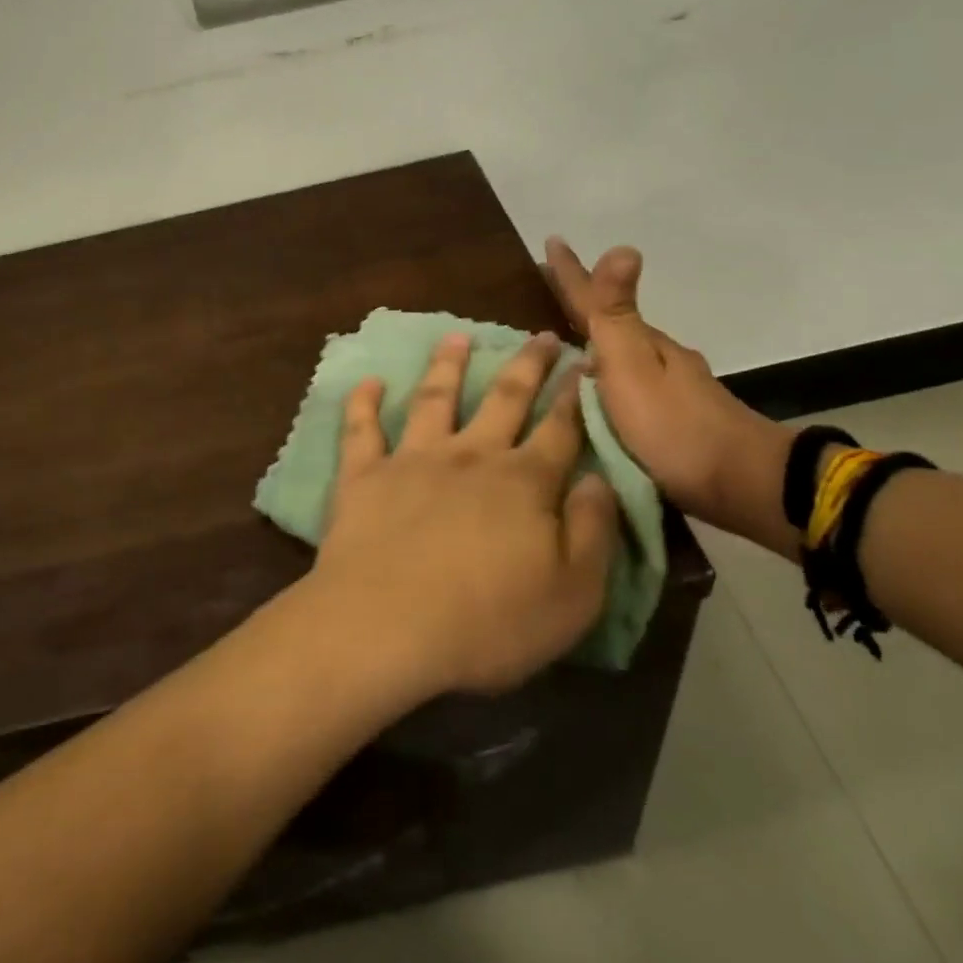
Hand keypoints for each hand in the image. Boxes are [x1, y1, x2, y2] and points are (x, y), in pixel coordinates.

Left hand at [306, 332, 618, 699]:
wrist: (387, 627)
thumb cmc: (488, 623)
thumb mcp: (573, 594)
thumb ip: (593, 531)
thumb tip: (600, 479)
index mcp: (523, 482)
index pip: (559, 430)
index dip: (574, 397)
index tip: (584, 364)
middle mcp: (470, 456)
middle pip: (504, 399)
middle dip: (526, 365)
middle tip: (539, 336)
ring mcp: (413, 459)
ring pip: (435, 398)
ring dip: (447, 365)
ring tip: (457, 337)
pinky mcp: (364, 475)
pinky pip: (362, 429)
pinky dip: (363, 402)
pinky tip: (369, 380)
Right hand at [542, 238, 797, 555]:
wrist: (743, 486)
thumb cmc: (674, 426)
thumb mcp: (634, 368)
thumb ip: (618, 315)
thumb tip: (622, 246)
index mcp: (640, 344)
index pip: (596, 300)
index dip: (571, 273)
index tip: (550, 240)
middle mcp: (655, 359)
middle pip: (610, 325)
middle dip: (579, 306)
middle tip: (548, 290)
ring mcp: (669, 390)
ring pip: (620, 357)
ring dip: (592, 344)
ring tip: (562, 345)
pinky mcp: (672, 422)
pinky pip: (627, 388)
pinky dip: (606, 380)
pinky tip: (595, 394)